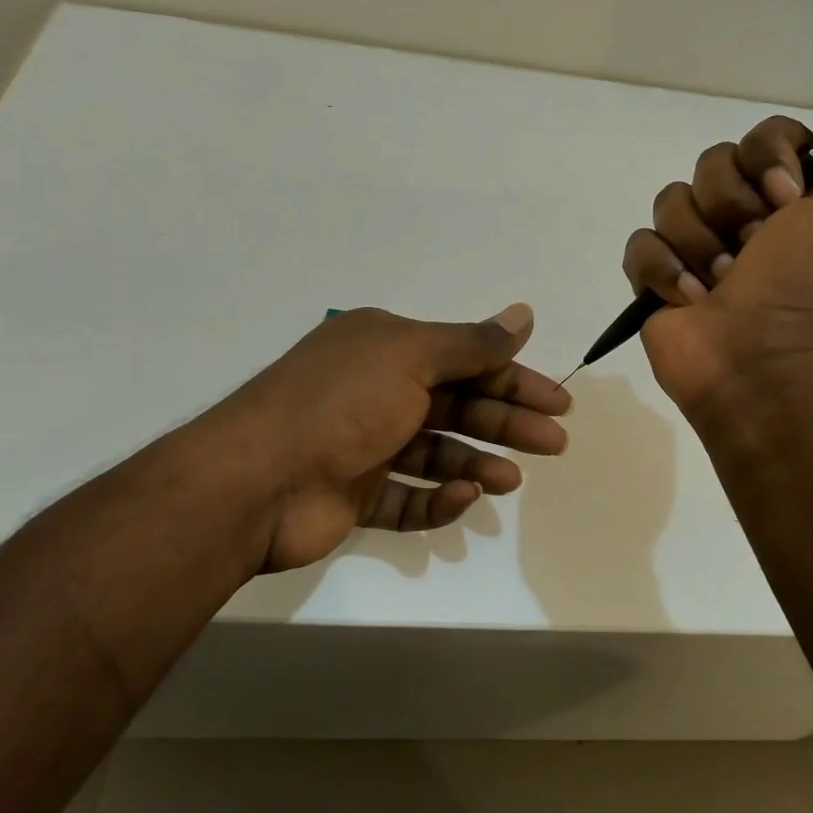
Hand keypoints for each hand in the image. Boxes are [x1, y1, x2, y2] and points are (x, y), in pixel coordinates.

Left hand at [212, 304, 570, 572]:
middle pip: (457, 404)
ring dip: (476, 462)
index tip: (558, 403)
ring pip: (436, 452)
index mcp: (386, 348)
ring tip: (511, 480)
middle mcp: (376, 390)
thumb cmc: (341, 404)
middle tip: (555, 443)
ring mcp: (364, 444)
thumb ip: (472, 343)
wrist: (254, 481)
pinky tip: (461, 497)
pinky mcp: (354, 494)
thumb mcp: (411, 357)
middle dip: (506, 422)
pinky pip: (407, 496)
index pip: (466, 359)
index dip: (515, 379)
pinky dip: (436, 499)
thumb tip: (524, 314)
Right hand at [622, 83, 812, 411]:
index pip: (763, 135)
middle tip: (757, 245)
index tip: (789, 199)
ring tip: (724, 282)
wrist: (770, 364)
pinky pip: (640, 245)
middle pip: (712, 163)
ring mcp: (698, 249)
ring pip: (672, 201)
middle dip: (733, 203)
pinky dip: (663, 270)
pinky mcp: (658, 281)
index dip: (769, 156)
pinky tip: (690, 300)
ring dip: (701, 242)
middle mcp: (747, 217)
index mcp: (796, 198)